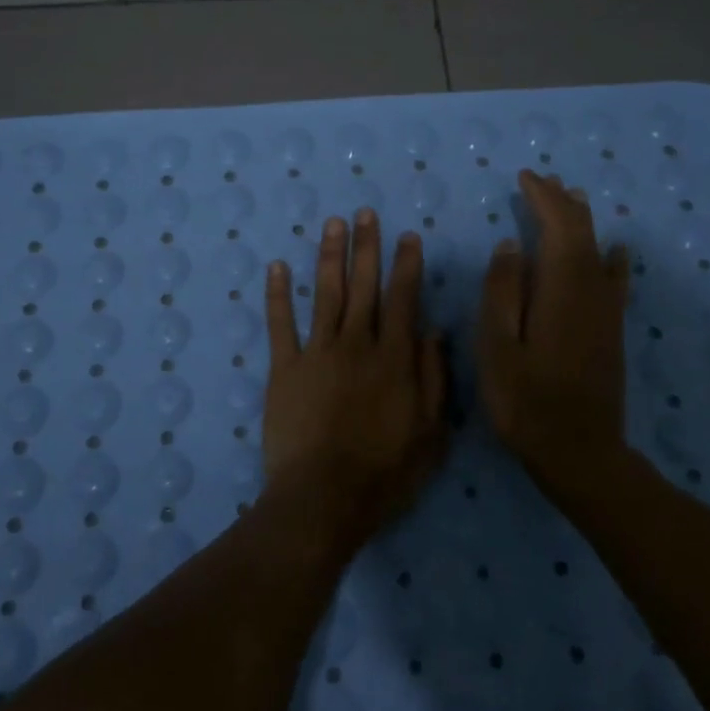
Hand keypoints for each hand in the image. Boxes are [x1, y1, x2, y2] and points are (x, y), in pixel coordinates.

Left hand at [262, 209, 448, 552]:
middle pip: (363, 286)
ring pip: (325, 294)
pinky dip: (277, 294)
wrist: (324, 497)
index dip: (406, 265)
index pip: (403, 300)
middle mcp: (356, 344)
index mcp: (394, 359)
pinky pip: (280, 324)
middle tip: (364, 213)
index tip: (407, 236)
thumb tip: (433, 331)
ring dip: (329, 256)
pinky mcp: (284, 367)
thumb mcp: (431, 433)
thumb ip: (433, 378)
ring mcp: (317, 352)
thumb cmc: (385, 473)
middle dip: (366, 247)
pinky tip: (276, 267)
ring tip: (332, 224)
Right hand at [478, 170, 631, 504]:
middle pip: (583, 234)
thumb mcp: (496, 346)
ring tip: (571, 199)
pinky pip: (615, 280)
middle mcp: (591, 293)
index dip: (544, 199)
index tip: (525, 178)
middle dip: (563, 203)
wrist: (578, 452)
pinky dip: (611, 257)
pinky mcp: (611, 331)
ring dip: (584, 222)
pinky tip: (615, 251)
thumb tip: (511, 245)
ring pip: (600, 252)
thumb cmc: (525, 401)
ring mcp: (606, 313)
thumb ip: (502, 292)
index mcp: (561, 291)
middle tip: (542, 181)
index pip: (559, 228)